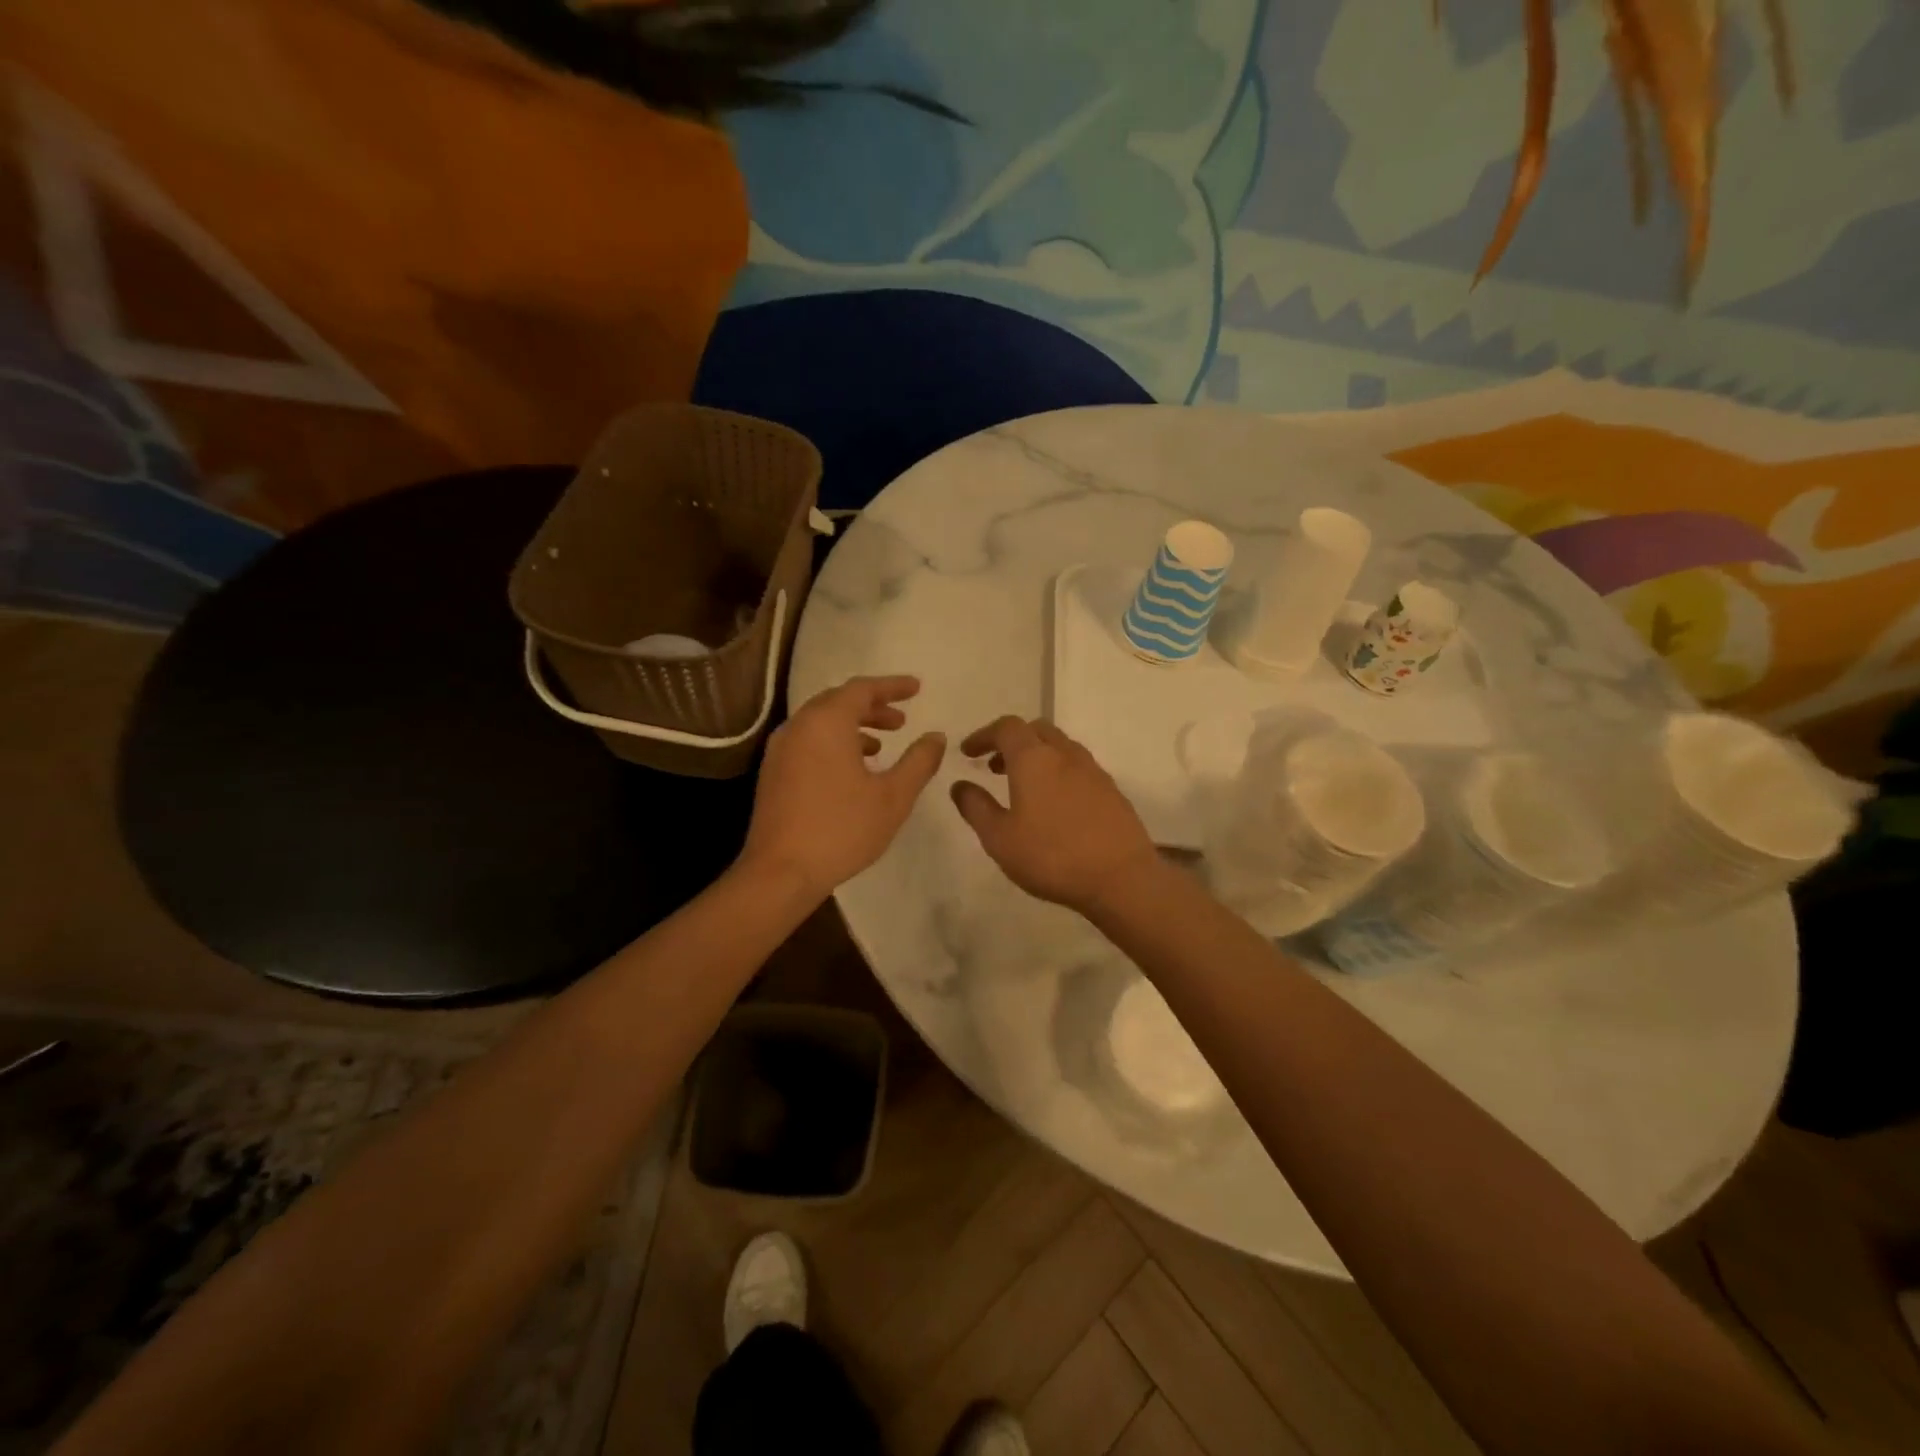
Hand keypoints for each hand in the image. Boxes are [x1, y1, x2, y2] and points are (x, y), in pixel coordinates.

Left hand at [740, 676, 946, 899]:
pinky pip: (808, 742)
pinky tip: (852, 770)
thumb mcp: (894, 796)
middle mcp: (799, 726)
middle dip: (873, 706)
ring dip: (853, 726)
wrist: (781, 872)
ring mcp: (780, 749)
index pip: (862, 689)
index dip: (892, 686)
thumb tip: (936, 736)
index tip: (917, 689)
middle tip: (901, 720)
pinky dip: (833, 743)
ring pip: (821, 723)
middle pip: (838, 701)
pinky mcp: (773, 772)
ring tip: (881, 746)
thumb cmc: (842, 829)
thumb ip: (919, 761)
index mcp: (826, 722)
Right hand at [950, 716, 1160, 913]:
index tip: (968, 752)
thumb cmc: (1052, 856)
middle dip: (1011, 741)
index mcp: (1034, 759)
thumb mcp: (999, 838)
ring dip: (1036, 756)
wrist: (1121, 878)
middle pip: (1036, 730)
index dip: (983, 735)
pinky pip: (1077, 767)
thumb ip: (976, 807)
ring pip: (1060, 747)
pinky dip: (1058, 771)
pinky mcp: (1111, 790)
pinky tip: (1054, 804)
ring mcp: (1093, 771)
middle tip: (994, 766)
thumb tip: (960, 785)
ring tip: (1022, 786)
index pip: (1006, 728)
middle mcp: (1065, 755)